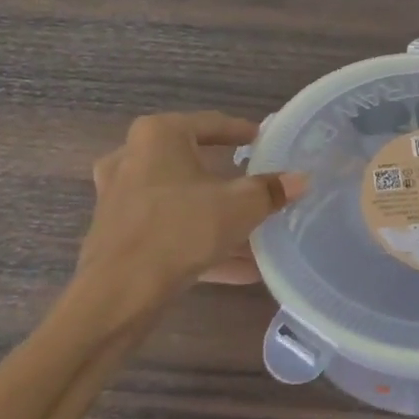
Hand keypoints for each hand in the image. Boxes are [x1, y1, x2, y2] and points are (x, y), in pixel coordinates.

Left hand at [79, 113, 306, 290]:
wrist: (118, 294)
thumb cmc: (180, 230)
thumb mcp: (239, 207)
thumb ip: (271, 191)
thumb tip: (301, 179)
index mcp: (159, 136)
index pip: (211, 124)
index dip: (243, 133)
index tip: (265, 141)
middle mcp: (133, 158)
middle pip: (193, 162)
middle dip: (228, 178)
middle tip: (257, 182)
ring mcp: (121, 198)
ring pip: (181, 201)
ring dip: (216, 217)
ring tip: (255, 233)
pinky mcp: (119, 235)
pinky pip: (170, 230)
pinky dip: (201, 243)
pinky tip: (241, 269)